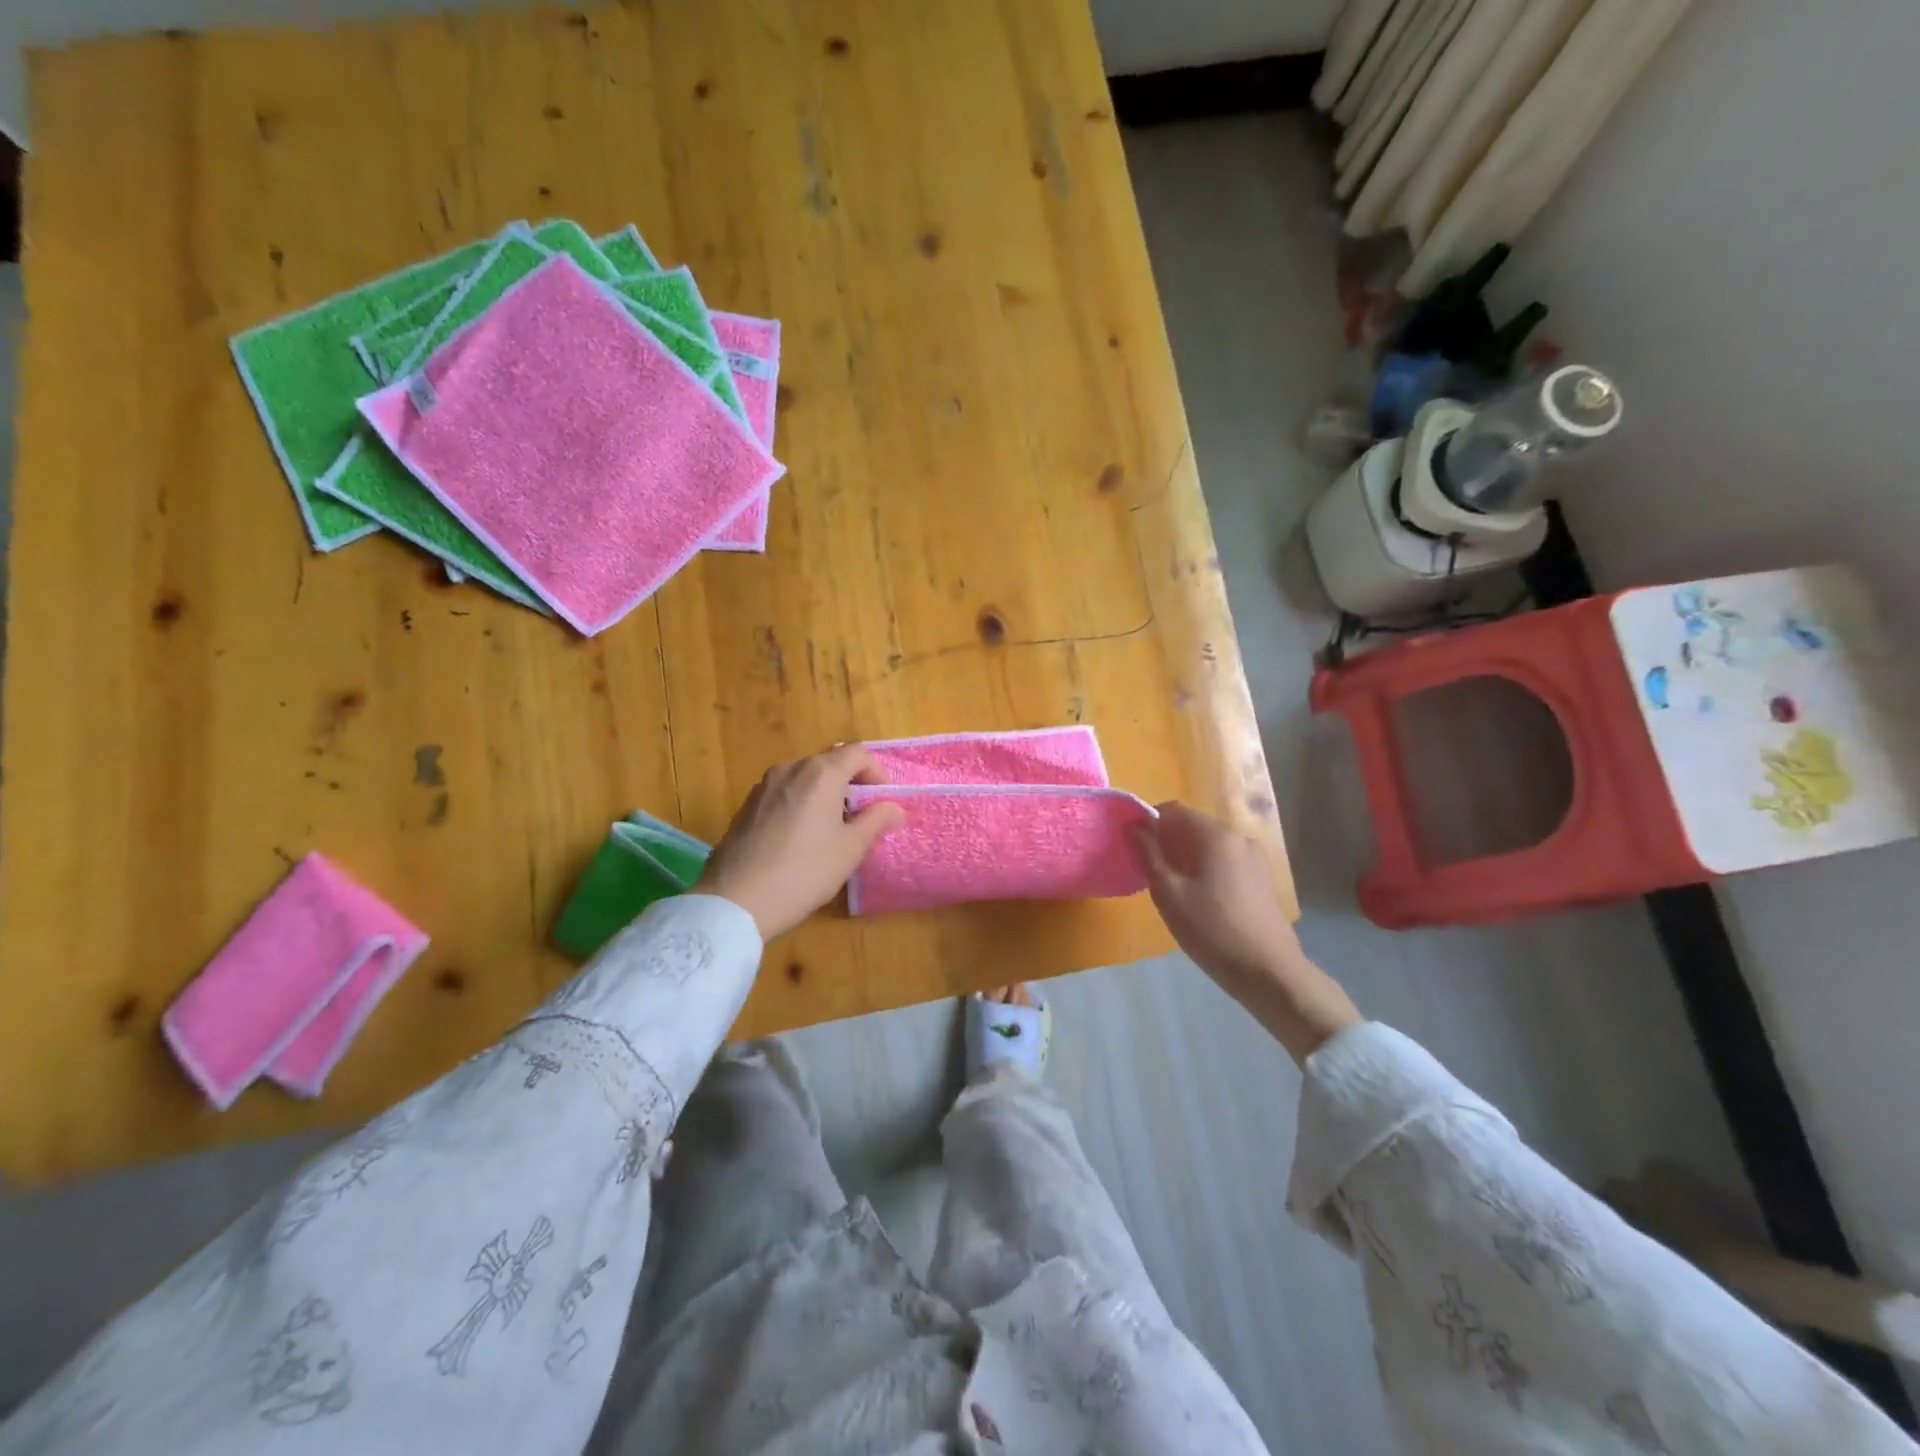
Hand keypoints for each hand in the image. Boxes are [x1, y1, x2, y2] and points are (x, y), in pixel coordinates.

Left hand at [694, 746, 905, 939]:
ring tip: (830, 831)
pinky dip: (800, 804)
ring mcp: (764, 785)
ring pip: (805, 778)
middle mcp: (791, 768)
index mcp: (821, 773)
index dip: (877, 773)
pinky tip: (799, 839)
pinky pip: (784, 793)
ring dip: (824, 795)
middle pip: (830, 763)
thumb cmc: (804, 871)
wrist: (736, 900)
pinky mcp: (747, 804)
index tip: (882, 803)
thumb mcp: (850, 849)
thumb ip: (876, 821)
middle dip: (851, 785)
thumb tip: (894, 808)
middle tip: (860, 820)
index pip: (858, 753)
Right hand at [1133, 802, 1359, 1063]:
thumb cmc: (1212, 931)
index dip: (1148, 822)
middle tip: (1148, 871)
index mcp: (1215, 835)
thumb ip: (1149, 855)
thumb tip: (1135, 827)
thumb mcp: (1169, 894)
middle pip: (1192, 825)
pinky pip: (1224, 860)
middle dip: (1166, 841)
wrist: (1269, 973)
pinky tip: (1198, 898)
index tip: (1133, 847)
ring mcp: (1254, 858)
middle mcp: (1238, 837)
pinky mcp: (1262, 878)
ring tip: (1171, 888)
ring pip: (1209, 845)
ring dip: (1185, 857)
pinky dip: (1205, 868)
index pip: (1173, 810)